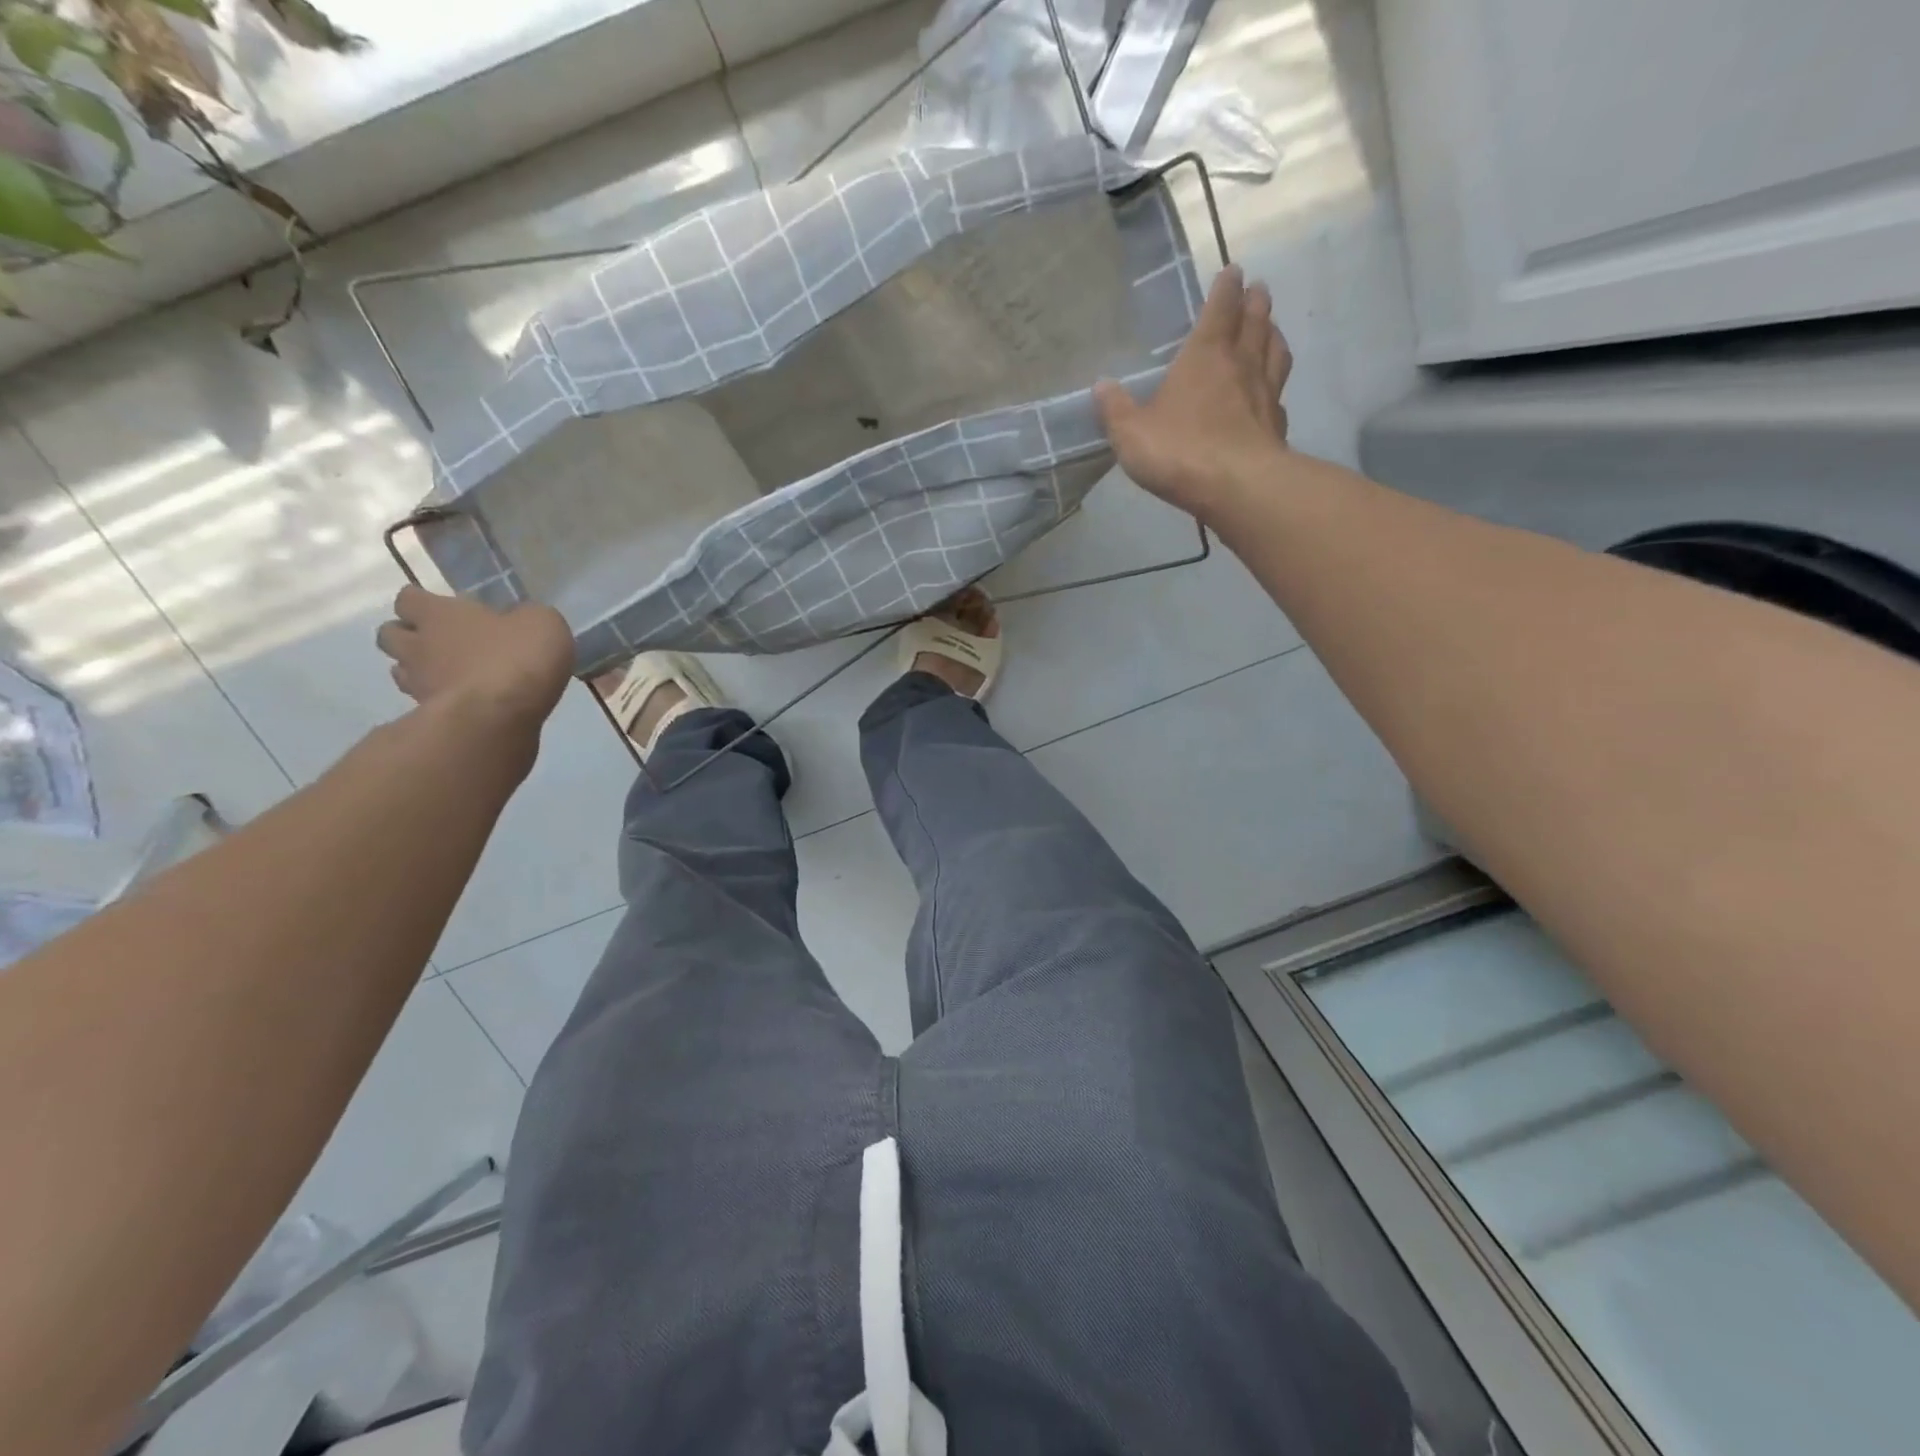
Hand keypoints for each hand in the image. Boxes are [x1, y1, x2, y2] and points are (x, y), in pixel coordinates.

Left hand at [376, 586, 573, 732]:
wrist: (502, 715)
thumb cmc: (518, 657)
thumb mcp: (542, 622)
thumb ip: (524, 617)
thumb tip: (520, 619)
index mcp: (439, 614)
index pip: (409, 598)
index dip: (424, 602)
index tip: (446, 608)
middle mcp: (418, 645)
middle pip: (389, 634)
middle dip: (409, 635)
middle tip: (441, 640)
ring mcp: (419, 683)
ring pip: (400, 670)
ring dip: (418, 669)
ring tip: (449, 674)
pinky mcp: (429, 716)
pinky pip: (423, 701)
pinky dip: (437, 698)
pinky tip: (464, 701)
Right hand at [1095, 265, 1291, 520]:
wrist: (1236, 487)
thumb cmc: (1179, 451)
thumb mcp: (1131, 433)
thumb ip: (1115, 409)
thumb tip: (1101, 385)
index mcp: (1205, 355)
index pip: (1220, 308)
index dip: (1225, 288)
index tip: (1232, 271)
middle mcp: (1241, 364)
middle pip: (1254, 322)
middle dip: (1255, 303)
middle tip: (1257, 290)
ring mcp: (1265, 393)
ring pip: (1274, 351)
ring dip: (1272, 334)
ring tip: (1270, 328)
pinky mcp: (1276, 425)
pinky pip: (1278, 393)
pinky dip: (1276, 382)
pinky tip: (1272, 390)